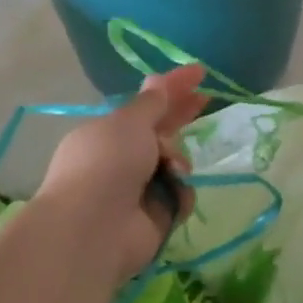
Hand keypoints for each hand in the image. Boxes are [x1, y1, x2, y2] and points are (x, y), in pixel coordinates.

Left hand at [34, 64, 207, 287]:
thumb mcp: (129, 123)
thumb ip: (152, 103)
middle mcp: (123, 159)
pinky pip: (181, 194)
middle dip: (182, 117)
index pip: (147, 104)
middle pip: (162, 132)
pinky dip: (179, 193)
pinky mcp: (156, 216)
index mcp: (109, 132)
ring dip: (178, 161)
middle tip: (208, 99)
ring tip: (172, 170)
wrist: (94, 229)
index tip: (200, 73)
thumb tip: (158, 80)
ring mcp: (140, 189)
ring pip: (176, 162)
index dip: (172, 87)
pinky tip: (172, 196)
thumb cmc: (107, 164)